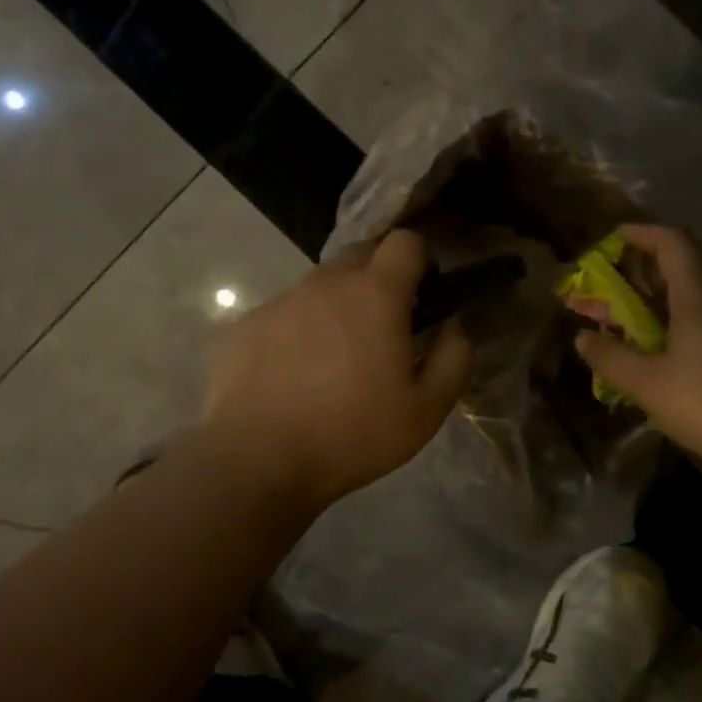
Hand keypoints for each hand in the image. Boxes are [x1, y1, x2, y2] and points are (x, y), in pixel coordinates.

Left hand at [202, 230, 473, 510]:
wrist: (256, 459)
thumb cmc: (352, 434)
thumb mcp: (426, 409)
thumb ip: (453, 357)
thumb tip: (452, 324)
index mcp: (375, 294)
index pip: (405, 241)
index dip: (421, 258)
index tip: (424, 292)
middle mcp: (326, 283)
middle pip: (361, 255)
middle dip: (380, 277)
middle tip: (384, 327)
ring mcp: (282, 300)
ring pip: (321, 285)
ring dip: (338, 306)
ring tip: (335, 358)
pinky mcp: (247, 324)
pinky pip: (286, 312)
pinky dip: (300, 330)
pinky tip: (294, 375)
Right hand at [574, 224, 701, 481]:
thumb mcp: (650, 386)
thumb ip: (612, 359)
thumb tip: (583, 337)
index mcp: (699, 294)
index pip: (671, 241)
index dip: (640, 233)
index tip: (612, 239)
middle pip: (683, 267)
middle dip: (642, 273)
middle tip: (609, 290)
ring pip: (698, 298)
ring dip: (661, 303)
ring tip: (630, 327)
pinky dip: (682, 326)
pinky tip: (668, 360)